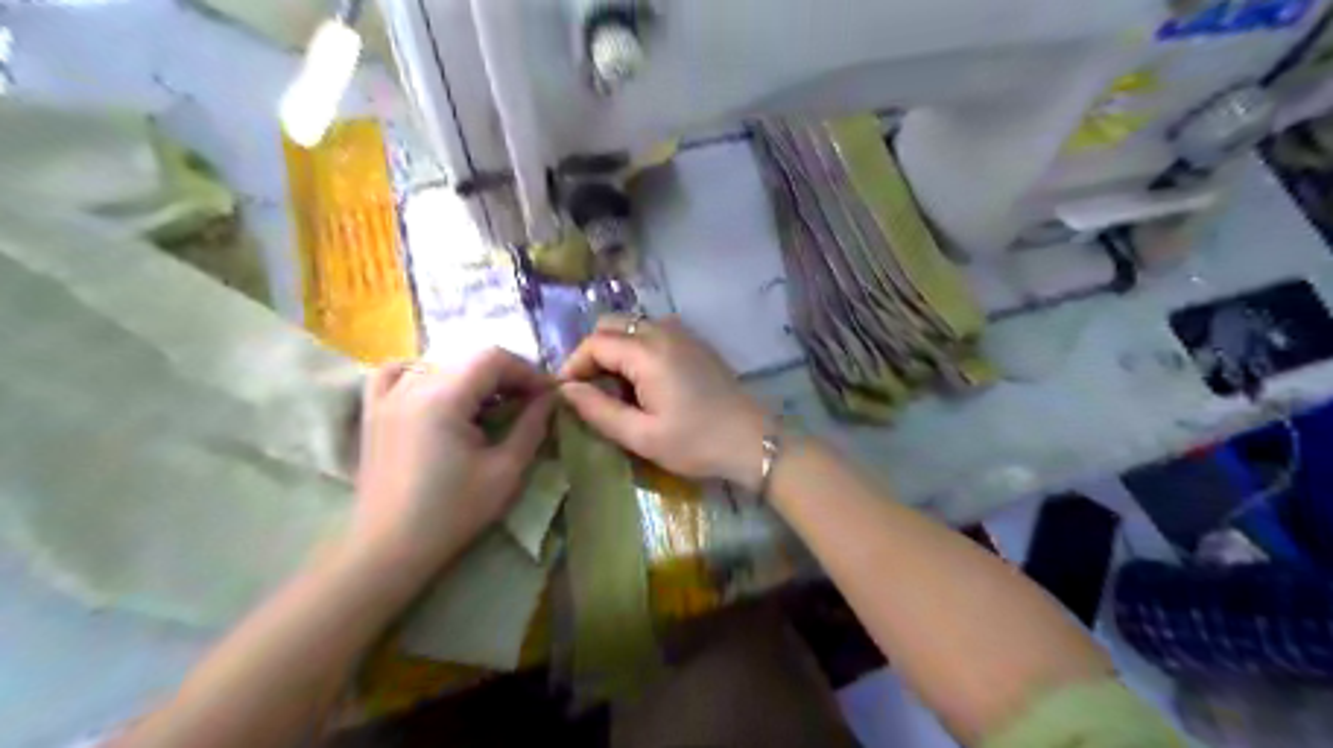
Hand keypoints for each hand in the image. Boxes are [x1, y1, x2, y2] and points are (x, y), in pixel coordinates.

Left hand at [349, 348, 553, 571]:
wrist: (389, 547)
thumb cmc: (453, 513)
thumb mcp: (505, 471)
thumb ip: (531, 426)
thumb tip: (550, 397)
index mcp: (443, 397)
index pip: (493, 358)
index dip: (527, 371)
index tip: (548, 395)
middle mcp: (411, 385)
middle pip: (469, 358)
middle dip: (506, 374)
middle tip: (528, 402)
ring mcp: (387, 396)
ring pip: (440, 363)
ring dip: (472, 376)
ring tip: (489, 403)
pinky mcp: (374, 410)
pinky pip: (398, 372)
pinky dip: (423, 372)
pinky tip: (438, 391)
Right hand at [560, 312, 769, 490]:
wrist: (753, 441)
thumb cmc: (696, 443)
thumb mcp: (642, 437)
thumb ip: (598, 411)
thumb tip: (565, 390)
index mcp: (647, 352)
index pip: (594, 342)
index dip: (573, 366)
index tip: (568, 395)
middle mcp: (663, 331)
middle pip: (611, 325)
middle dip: (592, 354)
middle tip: (592, 392)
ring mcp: (682, 333)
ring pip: (632, 327)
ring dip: (615, 351)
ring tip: (617, 391)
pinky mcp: (695, 342)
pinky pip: (653, 333)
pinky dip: (637, 349)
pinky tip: (645, 383)